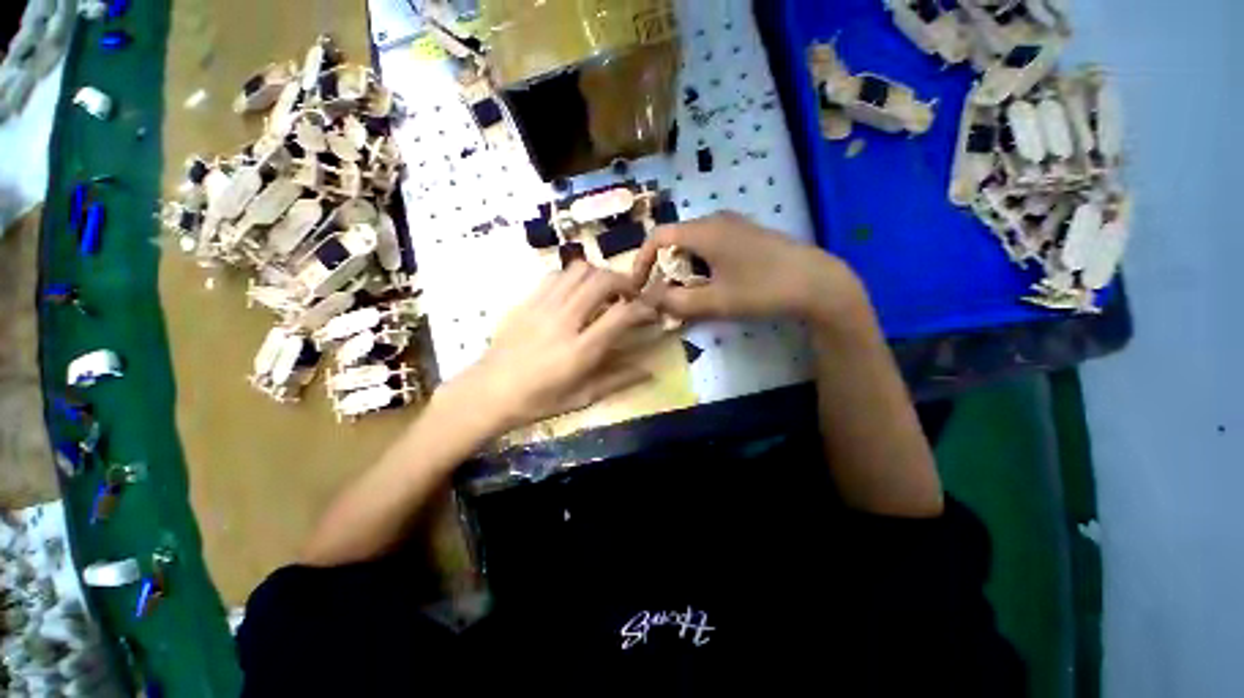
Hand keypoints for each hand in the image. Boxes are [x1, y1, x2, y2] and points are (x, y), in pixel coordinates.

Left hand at [445, 263, 659, 432]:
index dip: (643, 307)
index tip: (649, 310)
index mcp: (580, 350)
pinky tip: (575, 293)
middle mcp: (564, 321)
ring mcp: (542, 306)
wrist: (487, 392)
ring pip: (579, 270)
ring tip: (604, 291)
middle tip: (630, 295)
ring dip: (599, 275)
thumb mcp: (582, 397)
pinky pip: (555, 275)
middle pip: (602, 281)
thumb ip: (618, 381)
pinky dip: (573, 277)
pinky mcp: (527, 300)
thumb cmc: (537, 401)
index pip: (621, 314)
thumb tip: (649, 371)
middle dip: (624, 282)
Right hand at [631, 211, 866, 322]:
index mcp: (704, 231)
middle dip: (665, 269)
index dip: (642, 261)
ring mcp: (734, 226)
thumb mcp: (715, 302)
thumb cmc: (762, 289)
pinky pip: (712, 247)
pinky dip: (703, 266)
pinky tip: (717, 285)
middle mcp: (716, 221)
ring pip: (694, 245)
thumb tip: (651, 300)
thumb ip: (677, 302)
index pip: (658, 237)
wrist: (817, 283)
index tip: (640, 286)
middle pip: (676, 241)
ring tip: (693, 295)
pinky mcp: (747, 235)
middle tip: (669, 296)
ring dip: (685, 269)